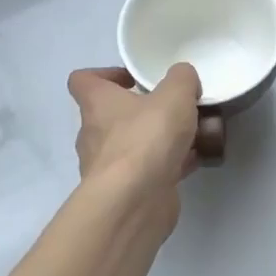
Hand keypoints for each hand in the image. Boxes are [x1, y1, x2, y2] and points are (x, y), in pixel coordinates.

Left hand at [67, 64, 202, 213]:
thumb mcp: (174, 96)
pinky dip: (167, 165)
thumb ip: (181, 79)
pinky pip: (147, 170)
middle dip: (141, 111)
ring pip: (132, 145)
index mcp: (97, 104)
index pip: (82, 80)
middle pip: (111, 115)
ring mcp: (107, 166)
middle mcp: (94, 134)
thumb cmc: (146, 138)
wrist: (135, 201)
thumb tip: (184, 77)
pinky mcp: (125, 191)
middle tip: (171, 109)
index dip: (104, 75)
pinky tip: (194, 160)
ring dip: (157, 140)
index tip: (131, 79)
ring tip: (191, 134)